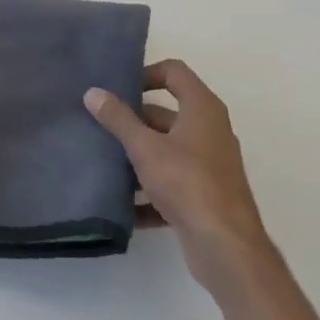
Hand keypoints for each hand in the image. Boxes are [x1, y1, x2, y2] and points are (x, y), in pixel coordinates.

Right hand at [85, 60, 269, 293]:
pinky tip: (123, 203)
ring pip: (167, 149)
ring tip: (104, 160)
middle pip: (166, 113)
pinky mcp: (205, 195)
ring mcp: (209, 165)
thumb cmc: (187, 183)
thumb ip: (118, 119)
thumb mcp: (145, 148)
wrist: (226, 247)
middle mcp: (210, 131)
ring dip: (138, 155)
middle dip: (133, 119)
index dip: (146, 73)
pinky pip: (171, 182)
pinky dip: (149, 189)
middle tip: (100, 125)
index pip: (174, 72)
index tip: (118, 89)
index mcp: (202, 109)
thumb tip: (93, 92)